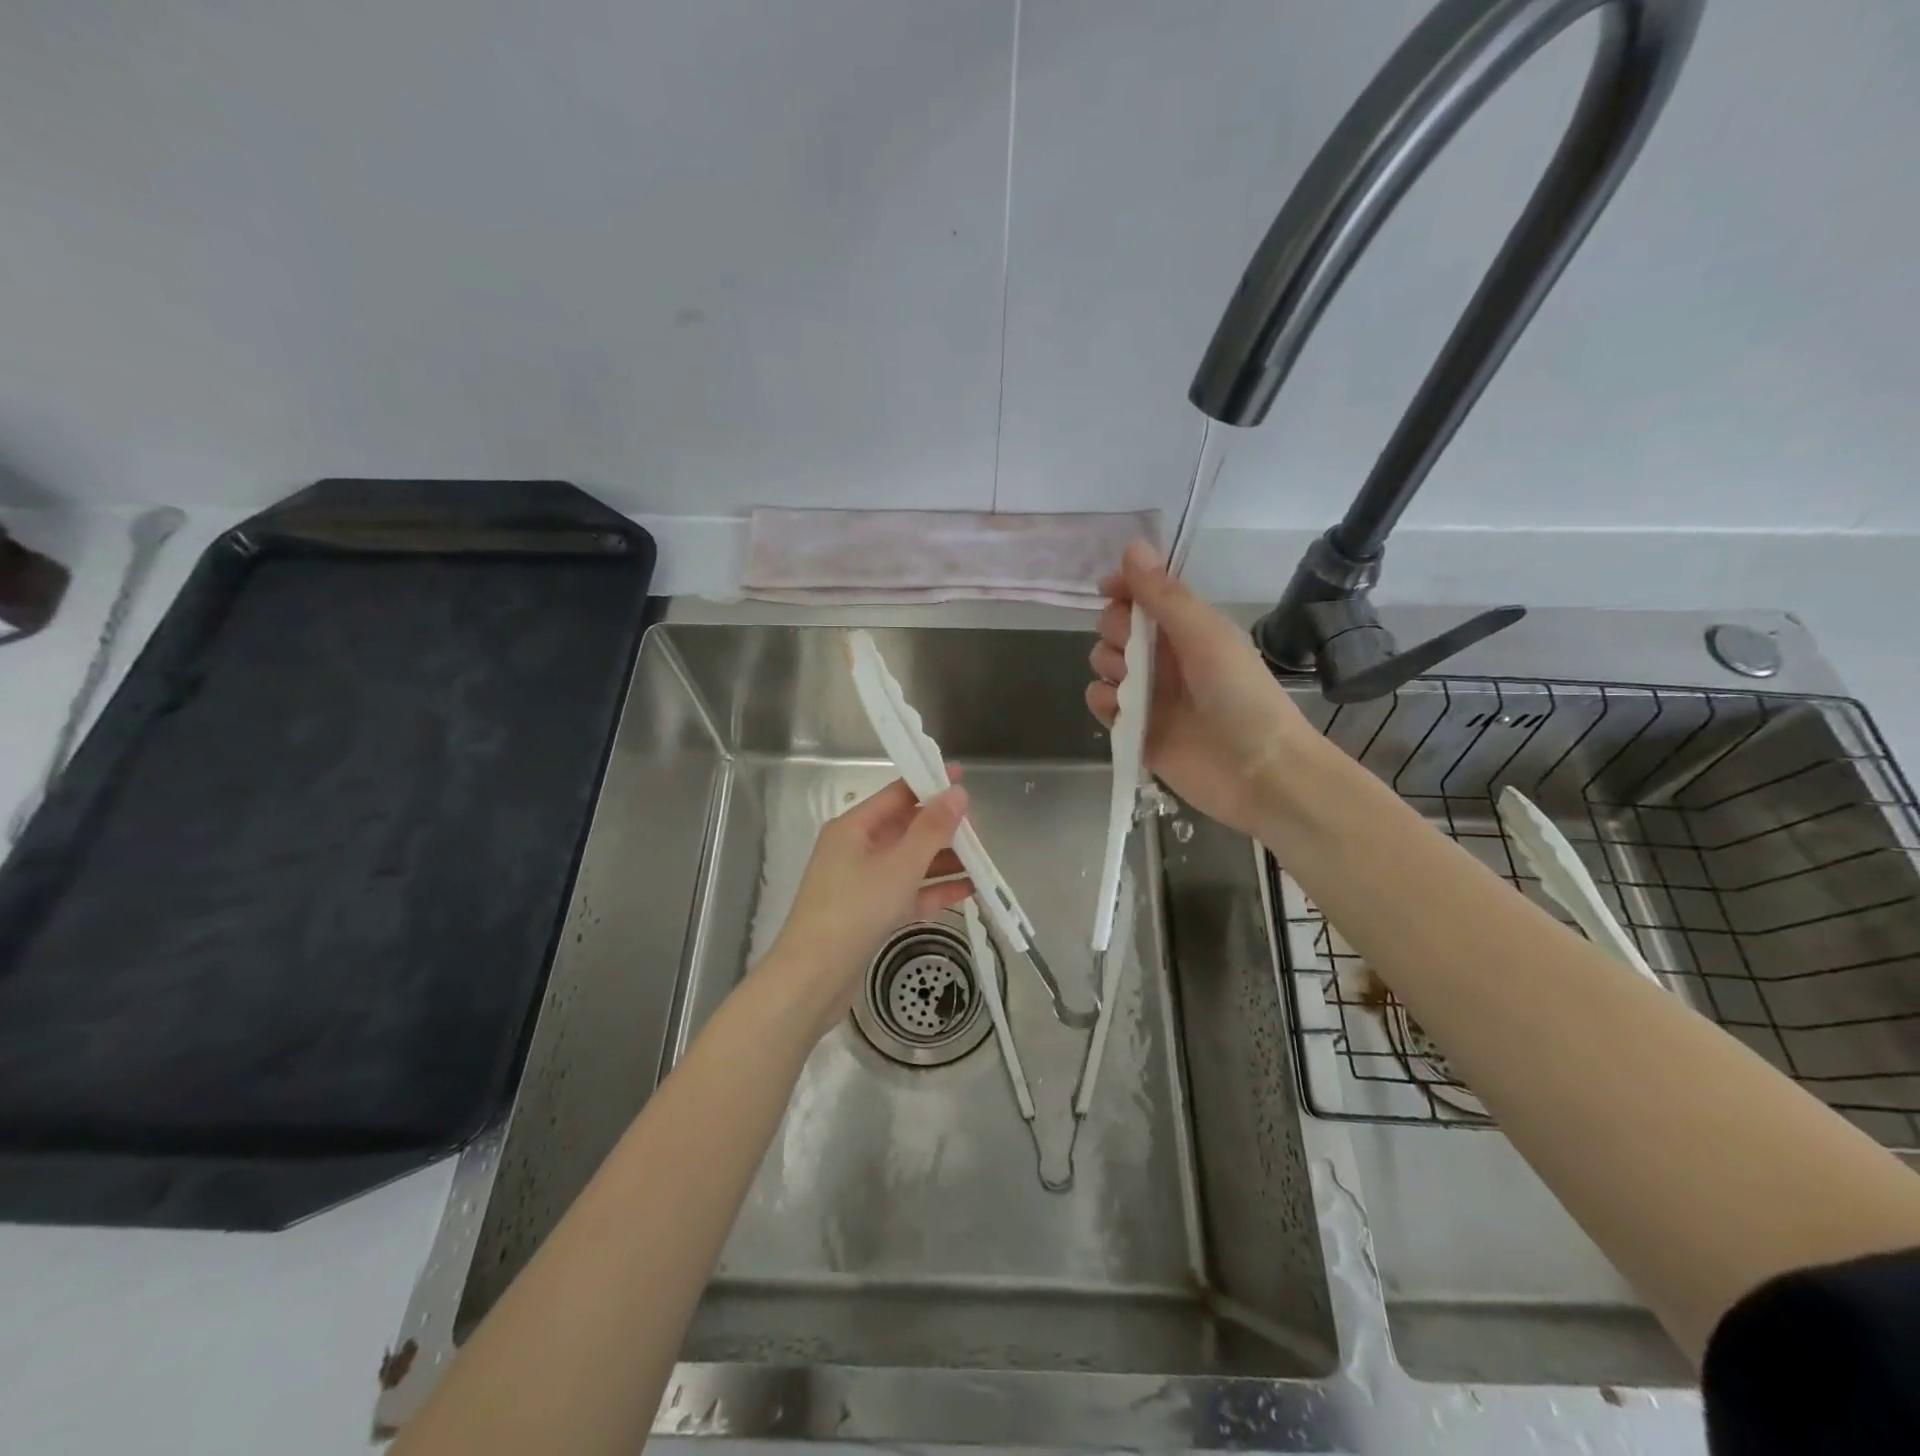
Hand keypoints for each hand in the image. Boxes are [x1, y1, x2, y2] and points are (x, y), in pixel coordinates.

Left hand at [768, 773, 972, 1033]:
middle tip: (982, 834)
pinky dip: (934, 890)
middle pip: (906, 829)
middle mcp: (856, 849)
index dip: (930, 784)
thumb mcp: (900, 865)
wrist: (814, 979)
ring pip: (910, 862)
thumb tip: (957, 792)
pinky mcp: (870, 913)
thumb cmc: (855, 910)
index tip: (963, 779)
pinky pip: (908, 892)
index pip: (897, 794)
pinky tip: (969, 891)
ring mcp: (862, 883)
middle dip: (944, 830)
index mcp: (854, 828)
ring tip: (984, 863)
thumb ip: (932, 828)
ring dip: (944, 861)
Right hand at [1086, 541, 1312, 836]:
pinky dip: (1104, 703)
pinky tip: (1121, 711)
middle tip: (1133, 651)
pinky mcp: (1135, 730)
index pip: (1142, 596)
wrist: (1257, 771)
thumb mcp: (1205, 635)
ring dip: (1109, 668)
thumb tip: (1132, 546)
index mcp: (1186, 629)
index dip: (1122, 589)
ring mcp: (1148, 694)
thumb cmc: (1240, 695)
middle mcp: (1164, 657)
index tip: (1108, 590)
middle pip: (1115, 628)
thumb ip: (1164, 595)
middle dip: (1114, 632)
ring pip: (1104, 665)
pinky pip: (1101, 704)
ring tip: (1131, 688)